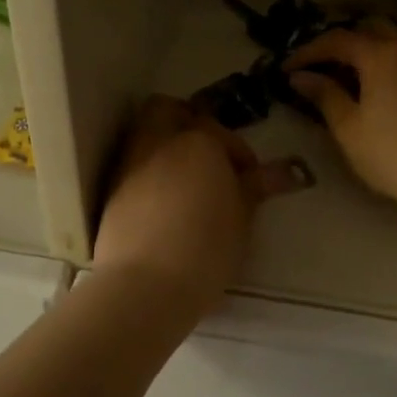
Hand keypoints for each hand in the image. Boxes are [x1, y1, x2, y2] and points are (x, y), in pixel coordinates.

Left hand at [93, 96, 310, 313]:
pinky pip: (133, 165)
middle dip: (187, 124)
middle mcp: (158, 142)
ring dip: (166, 148)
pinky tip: (165, 204)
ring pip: (146, 135)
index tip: (249, 179)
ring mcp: (129, 164)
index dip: (239, 154)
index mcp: (197, 141)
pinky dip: (150, 173)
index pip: (221, 132)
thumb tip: (287, 171)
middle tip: (209, 157)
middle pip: (167, 110)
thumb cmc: (205, 248)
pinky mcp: (110, 191)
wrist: (144, 286)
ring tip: (189, 184)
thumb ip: (257, 187)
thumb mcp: (242, 218)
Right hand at [285, 21, 396, 218]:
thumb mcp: (348, 128)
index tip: (287, 69)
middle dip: (342, 42)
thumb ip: (324, 95)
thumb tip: (301, 77)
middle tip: (321, 66)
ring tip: (349, 80)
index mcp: (381, 54)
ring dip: (368, 52)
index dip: (308, 51)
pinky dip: (389, 65)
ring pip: (395, 42)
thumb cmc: (392, 153)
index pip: (337, 39)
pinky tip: (381, 93)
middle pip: (370, 29)